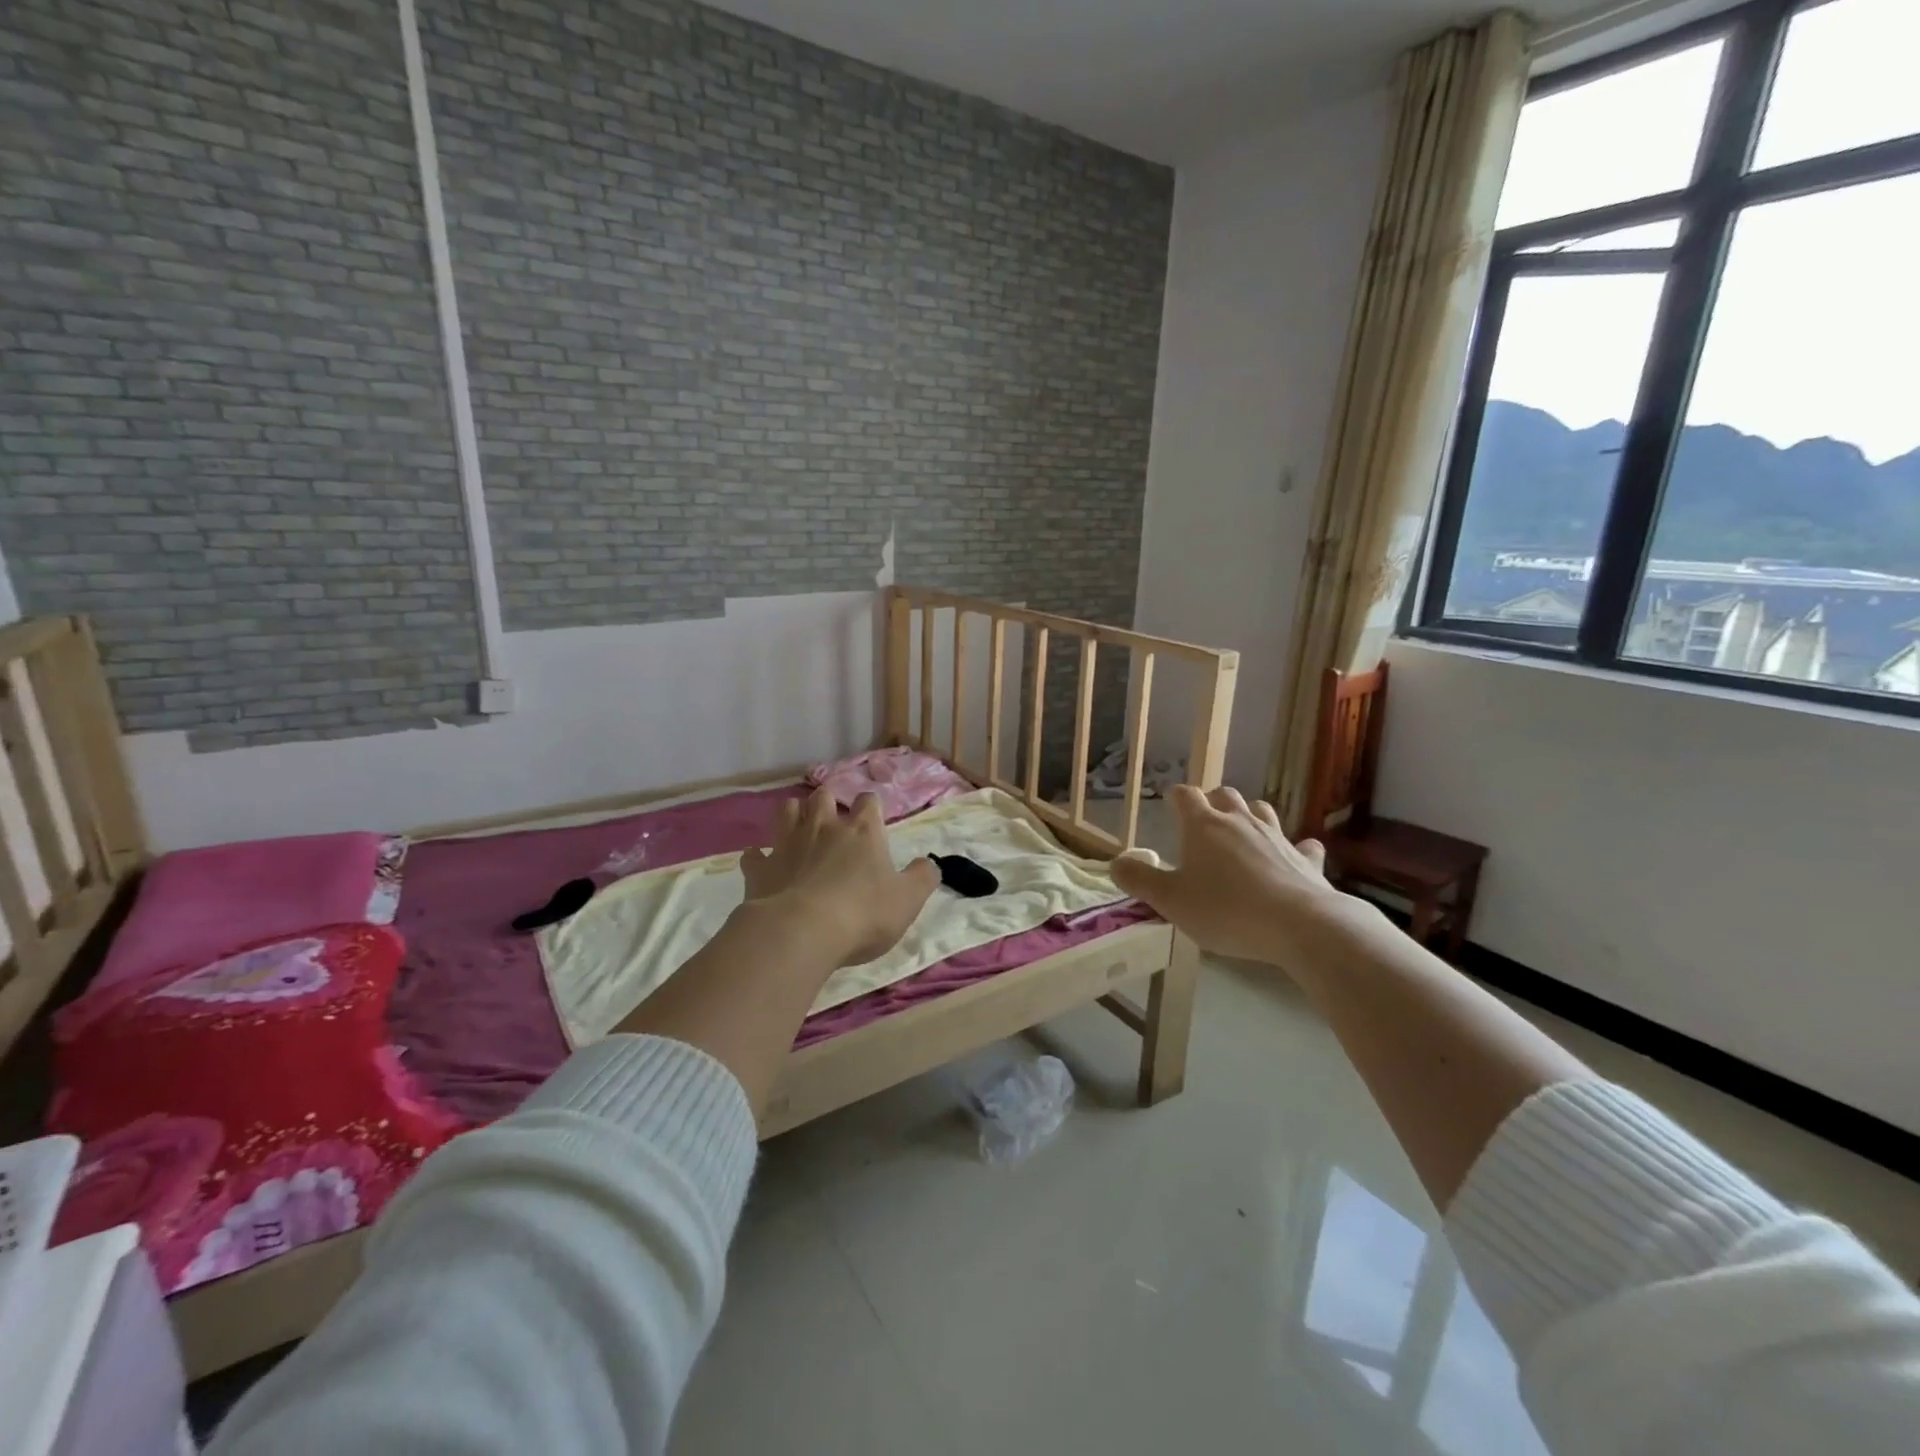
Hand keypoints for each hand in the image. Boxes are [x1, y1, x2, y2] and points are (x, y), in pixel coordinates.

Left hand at [740, 788, 939, 967]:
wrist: (801, 933)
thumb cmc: (863, 914)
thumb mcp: (908, 900)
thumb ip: (923, 877)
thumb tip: (930, 863)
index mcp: (862, 831)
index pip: (869, 801)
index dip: (872, 808)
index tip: (874, 822)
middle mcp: (824, 827)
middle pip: (823, 795)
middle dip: (828, 802)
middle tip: (833, 822)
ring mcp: (788, 844)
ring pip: (786, 810)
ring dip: (793, 815)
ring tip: (800, 830)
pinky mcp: (760, 868)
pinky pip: (754, 854)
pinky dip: (759, 856)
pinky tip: (765, 865)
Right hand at [1111, 785, 1355, 967]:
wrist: (1300, 925)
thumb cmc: (1226, 910)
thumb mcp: (1170, 901)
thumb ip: (1139, 881)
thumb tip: (1115, 864)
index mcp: (1203, 826)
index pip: (1185, 795)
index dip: (1175, 798)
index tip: (1169, 806)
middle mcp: (1240, 821)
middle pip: (1225, 795)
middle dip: (1212, 802)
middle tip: (1203, 822)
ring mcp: (1277, 837)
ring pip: (1262, 811)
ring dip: (1249, 816)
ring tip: (1241, 833)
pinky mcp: (1306, 860)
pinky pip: (1301, 845)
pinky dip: (1294, 847)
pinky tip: (1294, 855)